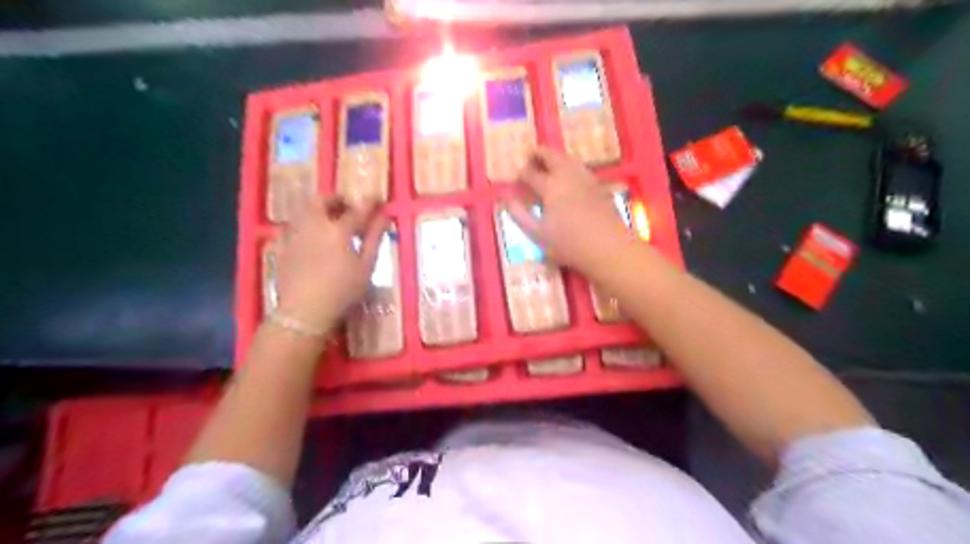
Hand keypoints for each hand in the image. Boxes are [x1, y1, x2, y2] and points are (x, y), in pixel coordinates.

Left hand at [273, 196, 387, 331]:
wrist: (303, 312)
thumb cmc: (342, 290)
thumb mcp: (366, 266)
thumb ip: (374, 238)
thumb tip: (384, 216)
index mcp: (337, 229)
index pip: (357, 209)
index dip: (369, 203)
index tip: (378, 199)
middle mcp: (313, 225)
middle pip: (322, 200)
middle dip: (336, 200)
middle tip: (348, 208)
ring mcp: (294, 234)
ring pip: (305, 211)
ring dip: (320, 211)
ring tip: (331, 223)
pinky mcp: (282, 247)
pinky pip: (294, 226)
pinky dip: (307, 226)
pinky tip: (314, 240)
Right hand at [509, 146, 636, 280]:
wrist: (609, 248)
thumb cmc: (569, 245)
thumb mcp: (538, 234)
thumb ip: (520, 215)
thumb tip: (507, 199)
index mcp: (550, 187)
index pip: (530, 173)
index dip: (521, 172)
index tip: (516, 176)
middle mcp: (568, 176)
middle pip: (551, 156)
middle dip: (539, 154)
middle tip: (530, 157)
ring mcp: (586, 179)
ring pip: (569, 159)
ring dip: (556, 158)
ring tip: (549, 164)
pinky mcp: (600, 186)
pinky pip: (581, 168)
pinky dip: (570, 166)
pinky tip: (570, 178)